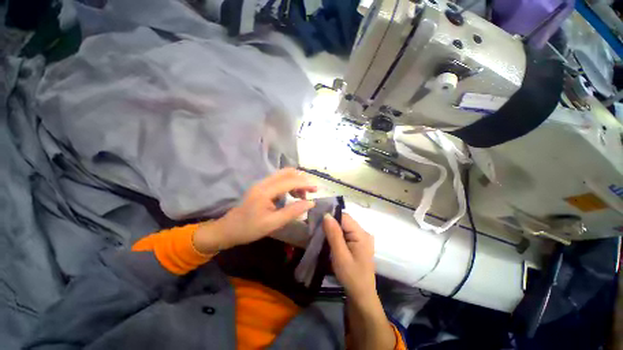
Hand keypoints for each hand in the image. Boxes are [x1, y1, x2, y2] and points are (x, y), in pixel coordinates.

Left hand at [194, 168, 316, 253]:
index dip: (304, 183)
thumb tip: (311, 203)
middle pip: (287, 172)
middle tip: (312, 190)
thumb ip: (293, 212)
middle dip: (302, 178)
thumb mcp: (273, 223)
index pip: (289, 181)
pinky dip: (290, 184)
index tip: (316, 189)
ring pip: (284, 174)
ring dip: (296, 181)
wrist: (228, 229)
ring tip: (303, 195)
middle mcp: (264, 183)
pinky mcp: (263, 186)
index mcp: (265, 191)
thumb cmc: (249, 228)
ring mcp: (262, 183)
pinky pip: (280, 180)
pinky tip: (293, 195)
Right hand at [324, 213, 376, 301]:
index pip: (344, 217)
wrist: (361, 296)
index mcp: (362, 234)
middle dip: (331, 224)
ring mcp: (361, 238)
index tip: (318, 223)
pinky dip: (336, 236)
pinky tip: (329, 242)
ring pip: (343, 227)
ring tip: (321, 236)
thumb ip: (334, 234)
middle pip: (344, 221)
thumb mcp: (340, 256)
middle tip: (318, 231)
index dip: (331, 217)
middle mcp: (363, 233)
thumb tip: (326, 215)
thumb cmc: (351, 277)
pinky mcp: (357, 243)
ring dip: (332, 230)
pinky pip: (345, 234)